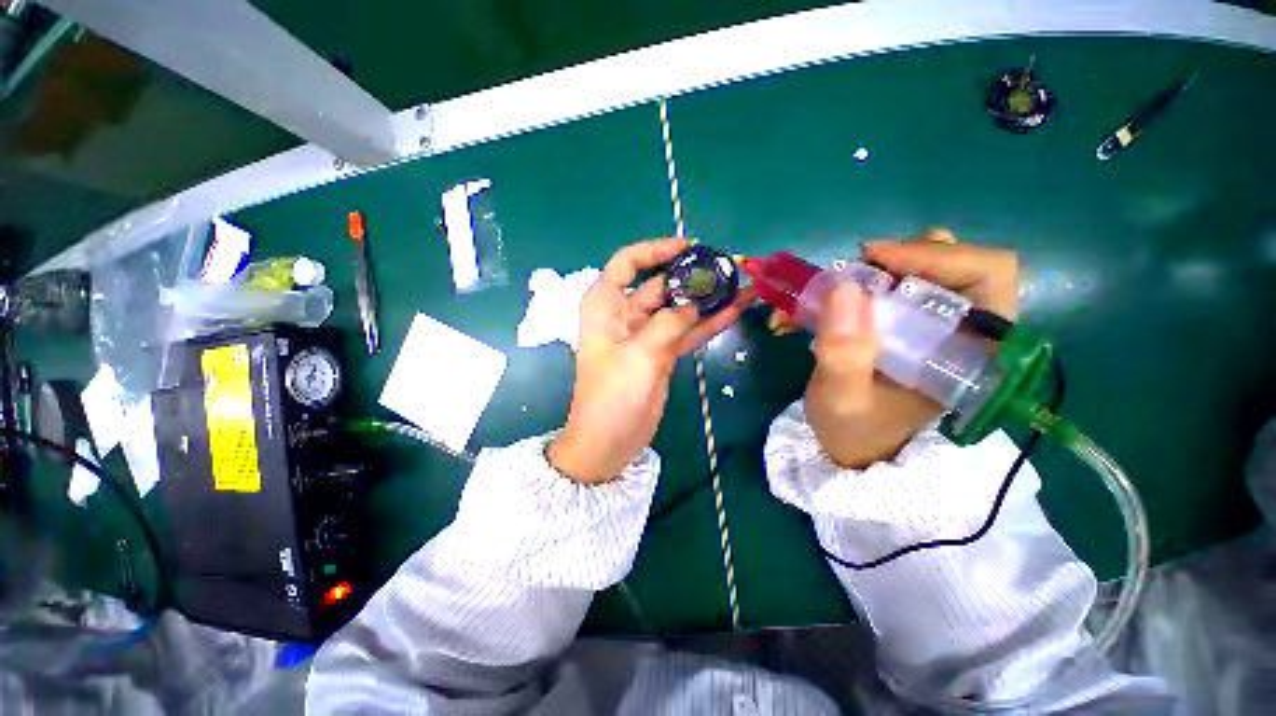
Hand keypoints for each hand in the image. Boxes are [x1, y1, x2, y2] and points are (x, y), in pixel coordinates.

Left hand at [548, 239, 754, 483]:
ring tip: (741, 286)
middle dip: (692, 276)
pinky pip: (686, 332)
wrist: (609, 442)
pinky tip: (735, 311)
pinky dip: (707, 323)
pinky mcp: (662, 354)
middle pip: (660, 284)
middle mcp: (625, 314)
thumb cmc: (613, 396)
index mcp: (606, 305)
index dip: (656, 250)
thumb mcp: (640, 355)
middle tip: (728, 269)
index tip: (690, 248)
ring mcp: (646, 335)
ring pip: (678, 309)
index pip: (628, 263)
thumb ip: (669, 324)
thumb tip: (694, 304)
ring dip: (706, 299)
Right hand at [803, 228, 1018, 467]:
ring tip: (837, 289)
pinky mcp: (904, 322)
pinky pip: (890, 282)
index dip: (935, 256)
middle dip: (897, 260)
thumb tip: (844, 288)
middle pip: (953, 261)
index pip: (988, 273)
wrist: (849, 444)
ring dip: (875, 270)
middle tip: (850, 275)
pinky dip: (853, 282)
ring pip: (920, 267)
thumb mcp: (843, 399)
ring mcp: (932, 323)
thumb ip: (845, 354)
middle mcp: (961, 328)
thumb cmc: (854, 429)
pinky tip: (820, 302)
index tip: (874, 260)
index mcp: (971, 350)